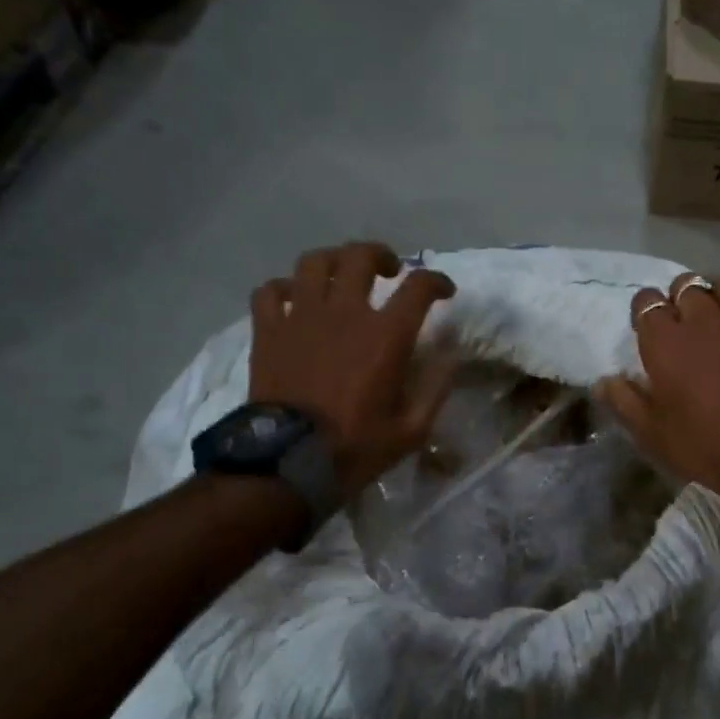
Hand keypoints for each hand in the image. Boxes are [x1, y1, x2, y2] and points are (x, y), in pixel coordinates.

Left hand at [249, 242, 455, 494]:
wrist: (289, 462)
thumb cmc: (356, 448)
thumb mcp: (412, 430)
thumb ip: (435, 388)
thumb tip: (451, 356)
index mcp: (385, 336)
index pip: (419, 287)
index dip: (437, 281)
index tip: (444, 291)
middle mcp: (345, 313)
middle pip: (361, 256)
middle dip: (381, 255)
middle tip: (389, 272)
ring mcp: (301, 317)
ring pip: (315, 262)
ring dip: (334, 262)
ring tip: (341, 276)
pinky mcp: (268, 330)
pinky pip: (270, 291)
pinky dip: (284, 288)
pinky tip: (294, 300)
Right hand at [597, 272, 719, 510]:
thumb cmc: (702, 444)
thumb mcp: (650, 433)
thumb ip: (624, 401)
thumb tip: (604, 381)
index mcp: (665, 338)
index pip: (646, 301)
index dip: (644, 312)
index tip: (648, 331)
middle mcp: (704, 317)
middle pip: (686, 285)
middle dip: (680, 299)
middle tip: (682, 325)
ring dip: (716, 297)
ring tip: (717, 318)